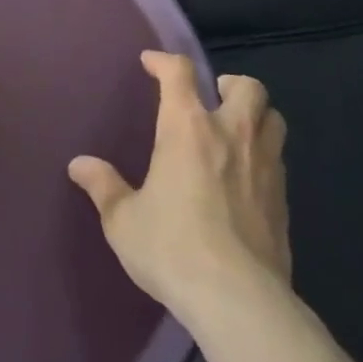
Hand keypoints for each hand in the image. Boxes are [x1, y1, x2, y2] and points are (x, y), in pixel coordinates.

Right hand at [68, 51, 289, 323]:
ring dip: (256, 115)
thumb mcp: (124, 220)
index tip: (151, 63)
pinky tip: (247, 178)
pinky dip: (265, 156)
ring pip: (274, 118)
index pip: (179, 73)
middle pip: (247, 86)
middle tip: (211, 99)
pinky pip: (279, 160)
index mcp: (187, 128)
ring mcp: (264, 165)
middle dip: (229, 84)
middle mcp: (231, 134)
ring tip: (236, 132)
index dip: (164, 61)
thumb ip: (103, 186)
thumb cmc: (172, 248)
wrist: (238, 300)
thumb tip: (79, 165)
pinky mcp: (284, 200)